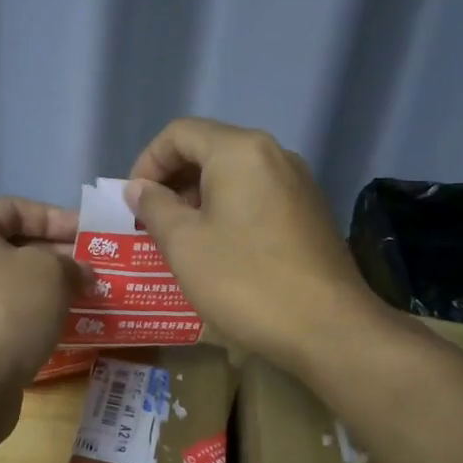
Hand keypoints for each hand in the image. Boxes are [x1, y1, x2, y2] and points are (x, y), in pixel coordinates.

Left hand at [0, 198, 86, 393]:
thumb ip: (70, 263)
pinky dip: (32, 316)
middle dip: (57, 256)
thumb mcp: (49, 271)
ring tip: (88, 295)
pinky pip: (3, 315)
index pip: (15, 209)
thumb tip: (81, 273)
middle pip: (11, 247)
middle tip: (95, 268)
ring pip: (9, 284)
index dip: (58, 218)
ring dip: (48, 288)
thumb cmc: (4, 309)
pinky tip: (65, 325)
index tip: (92, 234)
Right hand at [126, 118, 379, 374]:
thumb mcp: (184, 244)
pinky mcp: (310, 211)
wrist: (329, 328)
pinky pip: (257, 195)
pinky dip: (229, 210)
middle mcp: (274, 154)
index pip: (179, 134)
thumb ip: (154, 207)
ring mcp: (298, 182)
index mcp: (240, 151)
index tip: (133, 202)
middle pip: (209, 149)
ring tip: (181, 237)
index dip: (147, 162)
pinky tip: (220, 249)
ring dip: (199, 197)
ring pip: (234, 174)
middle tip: (152, 221)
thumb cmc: (245, 281)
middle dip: (173, 180)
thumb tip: (139, 188)